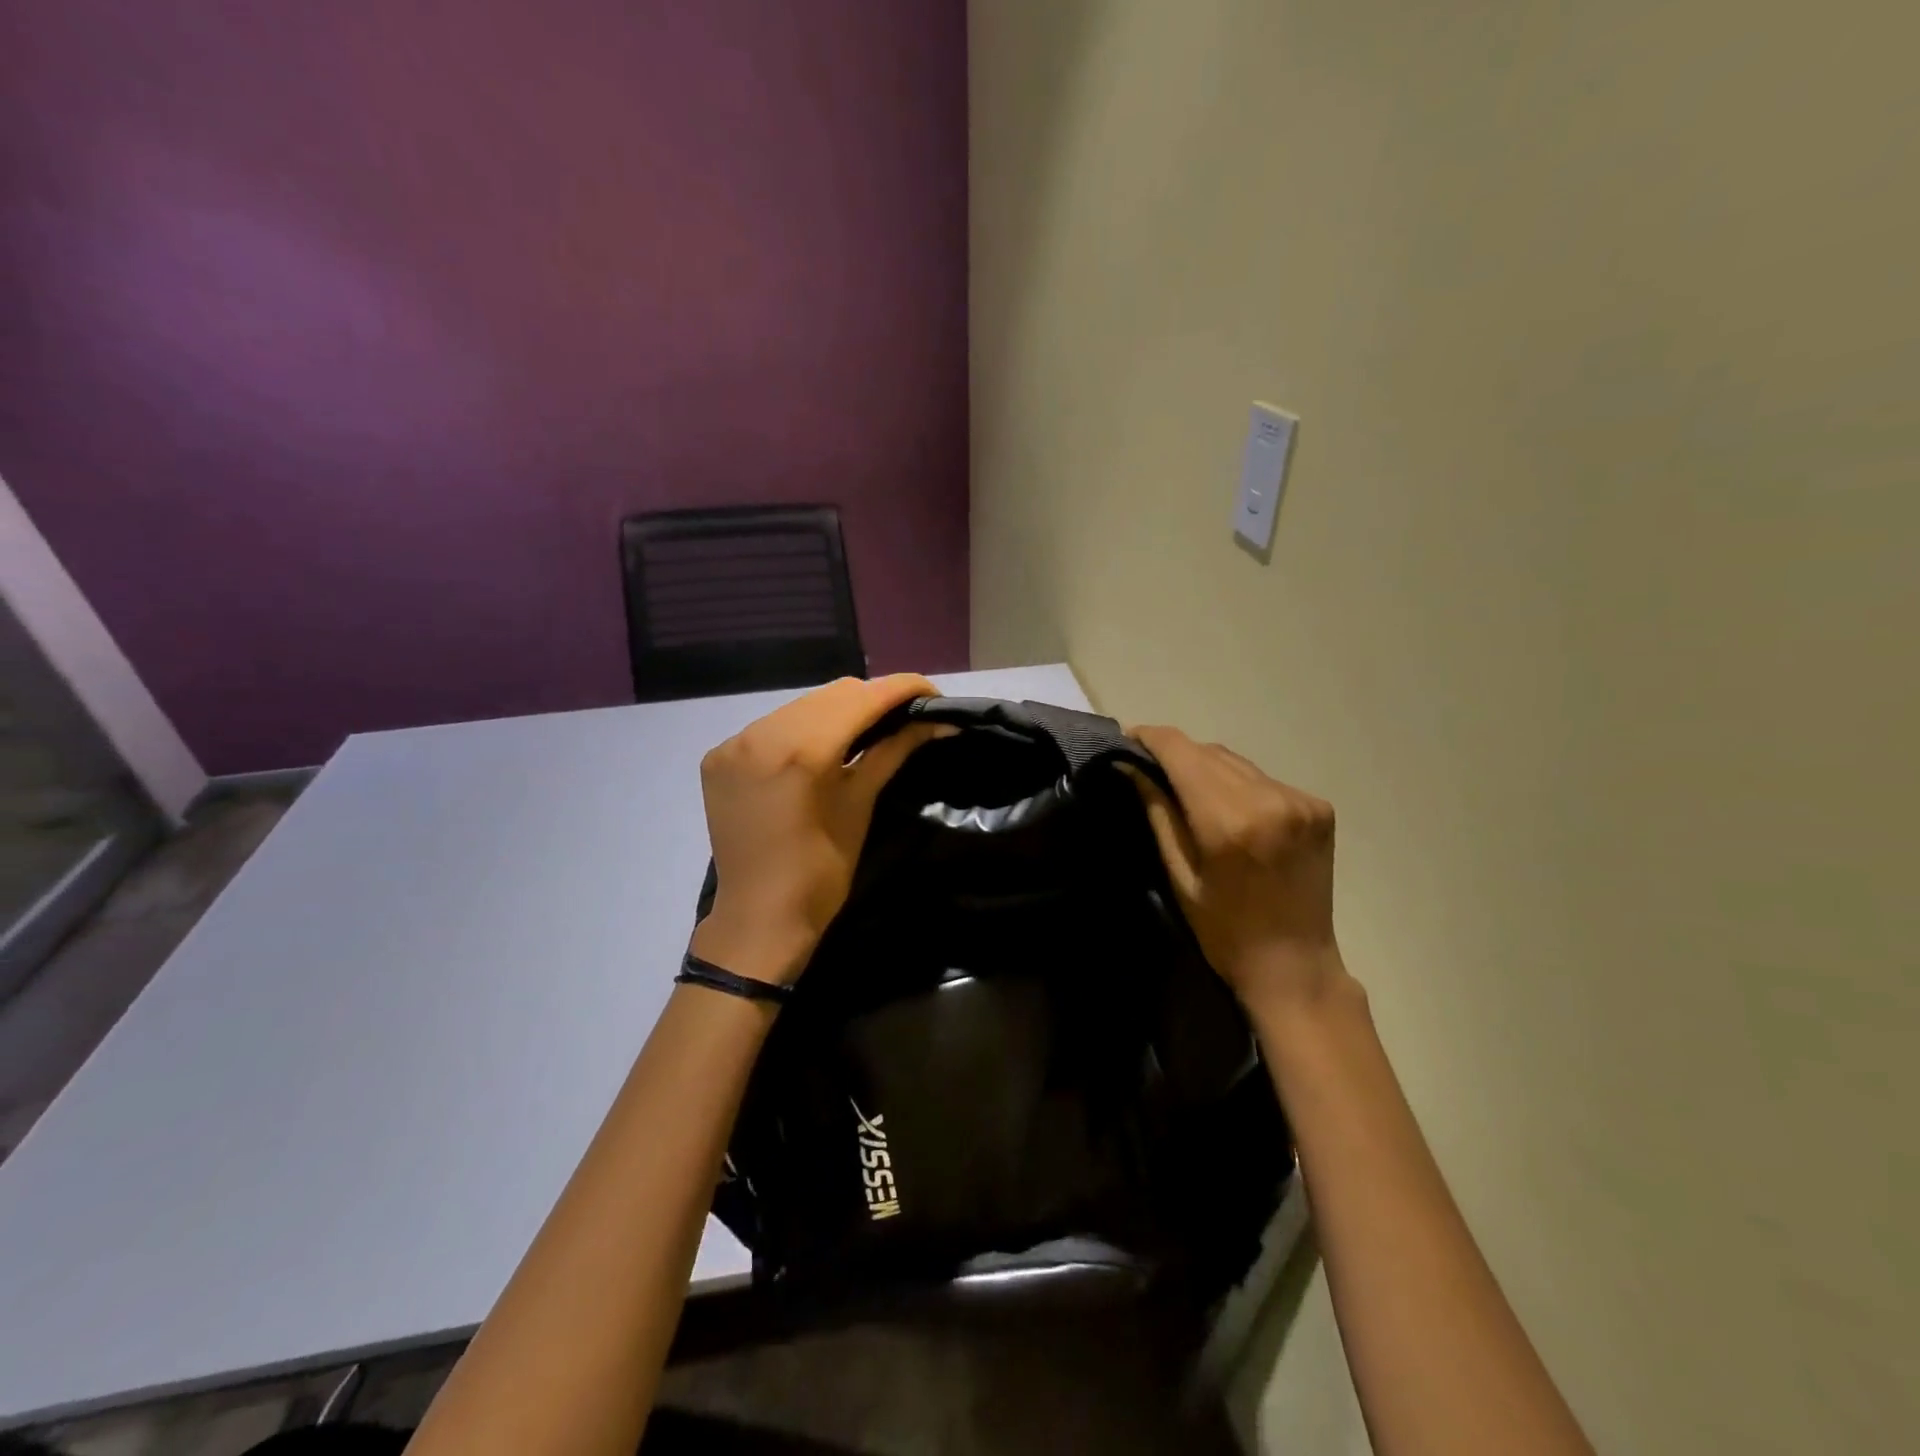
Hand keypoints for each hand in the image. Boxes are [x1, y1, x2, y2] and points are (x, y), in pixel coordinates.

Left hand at [691, 675, 945, 984]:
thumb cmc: (822, 871)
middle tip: (903, 717)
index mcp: (802, 750)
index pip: (862, 697)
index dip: (903, 688)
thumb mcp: (861, 804)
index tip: (932, 694)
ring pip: (801, 705)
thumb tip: (937, 720)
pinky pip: (771, 725)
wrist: (759, 917)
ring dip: (837, 712)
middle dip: (873, 700)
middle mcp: (762, 732)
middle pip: (832, 694)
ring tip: (864, 732)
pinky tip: (817, 750)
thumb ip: (894, 751)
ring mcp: (734, 742)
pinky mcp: (719, 755)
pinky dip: (801, 729)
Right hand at [1130, 725, 1349, 1012]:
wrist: (1295, 965)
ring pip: (1236, 761)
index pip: (1182, 752)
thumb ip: (1157, 813)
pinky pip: (1262, 778)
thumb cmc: (1225, 931)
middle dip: (1175, 753)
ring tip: (1183, 786)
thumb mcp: (1179, 875)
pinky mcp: (1318, 807)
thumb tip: (1127, 766)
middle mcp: (1270, 799)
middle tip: (1147, 766)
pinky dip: (1237, 783)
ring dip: (1205, 766)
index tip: (1126, 739)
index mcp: (1229, 821)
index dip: (1150, 738)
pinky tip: (1227, 807)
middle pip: (1208, 751)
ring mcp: (1301, 800)